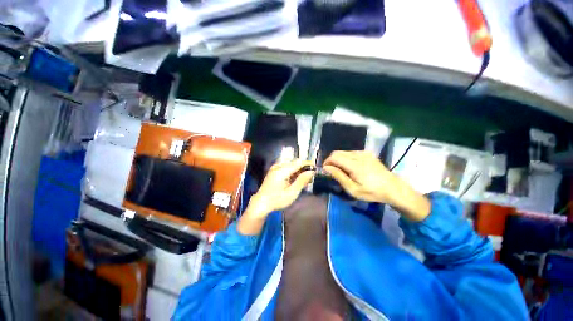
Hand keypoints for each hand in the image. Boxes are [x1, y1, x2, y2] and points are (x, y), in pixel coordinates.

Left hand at [238, 159, 314, 234]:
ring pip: (290, 164)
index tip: (315, 168)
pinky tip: (294, 179)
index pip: (298, 162)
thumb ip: (302, 181)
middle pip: (294, 162)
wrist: (261, 203)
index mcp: (282, 170)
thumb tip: (311, 172)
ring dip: (298, 170)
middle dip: (303, 168)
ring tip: (303, 180)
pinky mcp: (273, 170)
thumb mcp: (292, 193)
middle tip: (309, 178)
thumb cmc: (277, 200)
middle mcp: (278, 166)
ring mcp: (275, 168)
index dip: (308, 164)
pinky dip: (292, 171)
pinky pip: (286, 167)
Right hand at [323, 151, 396, 202]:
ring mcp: (364, 153)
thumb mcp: (353, 189)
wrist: (392, 188)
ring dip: (338, 159)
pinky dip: (346, 158)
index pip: (334, 157)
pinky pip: (351, 152)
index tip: (325, 170)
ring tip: (341, 170)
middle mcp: (359, 155)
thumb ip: (339, 176)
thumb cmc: (372, 192)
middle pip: (337, 152)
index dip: (327, 162)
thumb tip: (326, 167)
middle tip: (332, 171)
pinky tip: (350, 166)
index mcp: (355, 164)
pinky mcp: (368, 153)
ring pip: (344, 152)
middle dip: (331, 160)